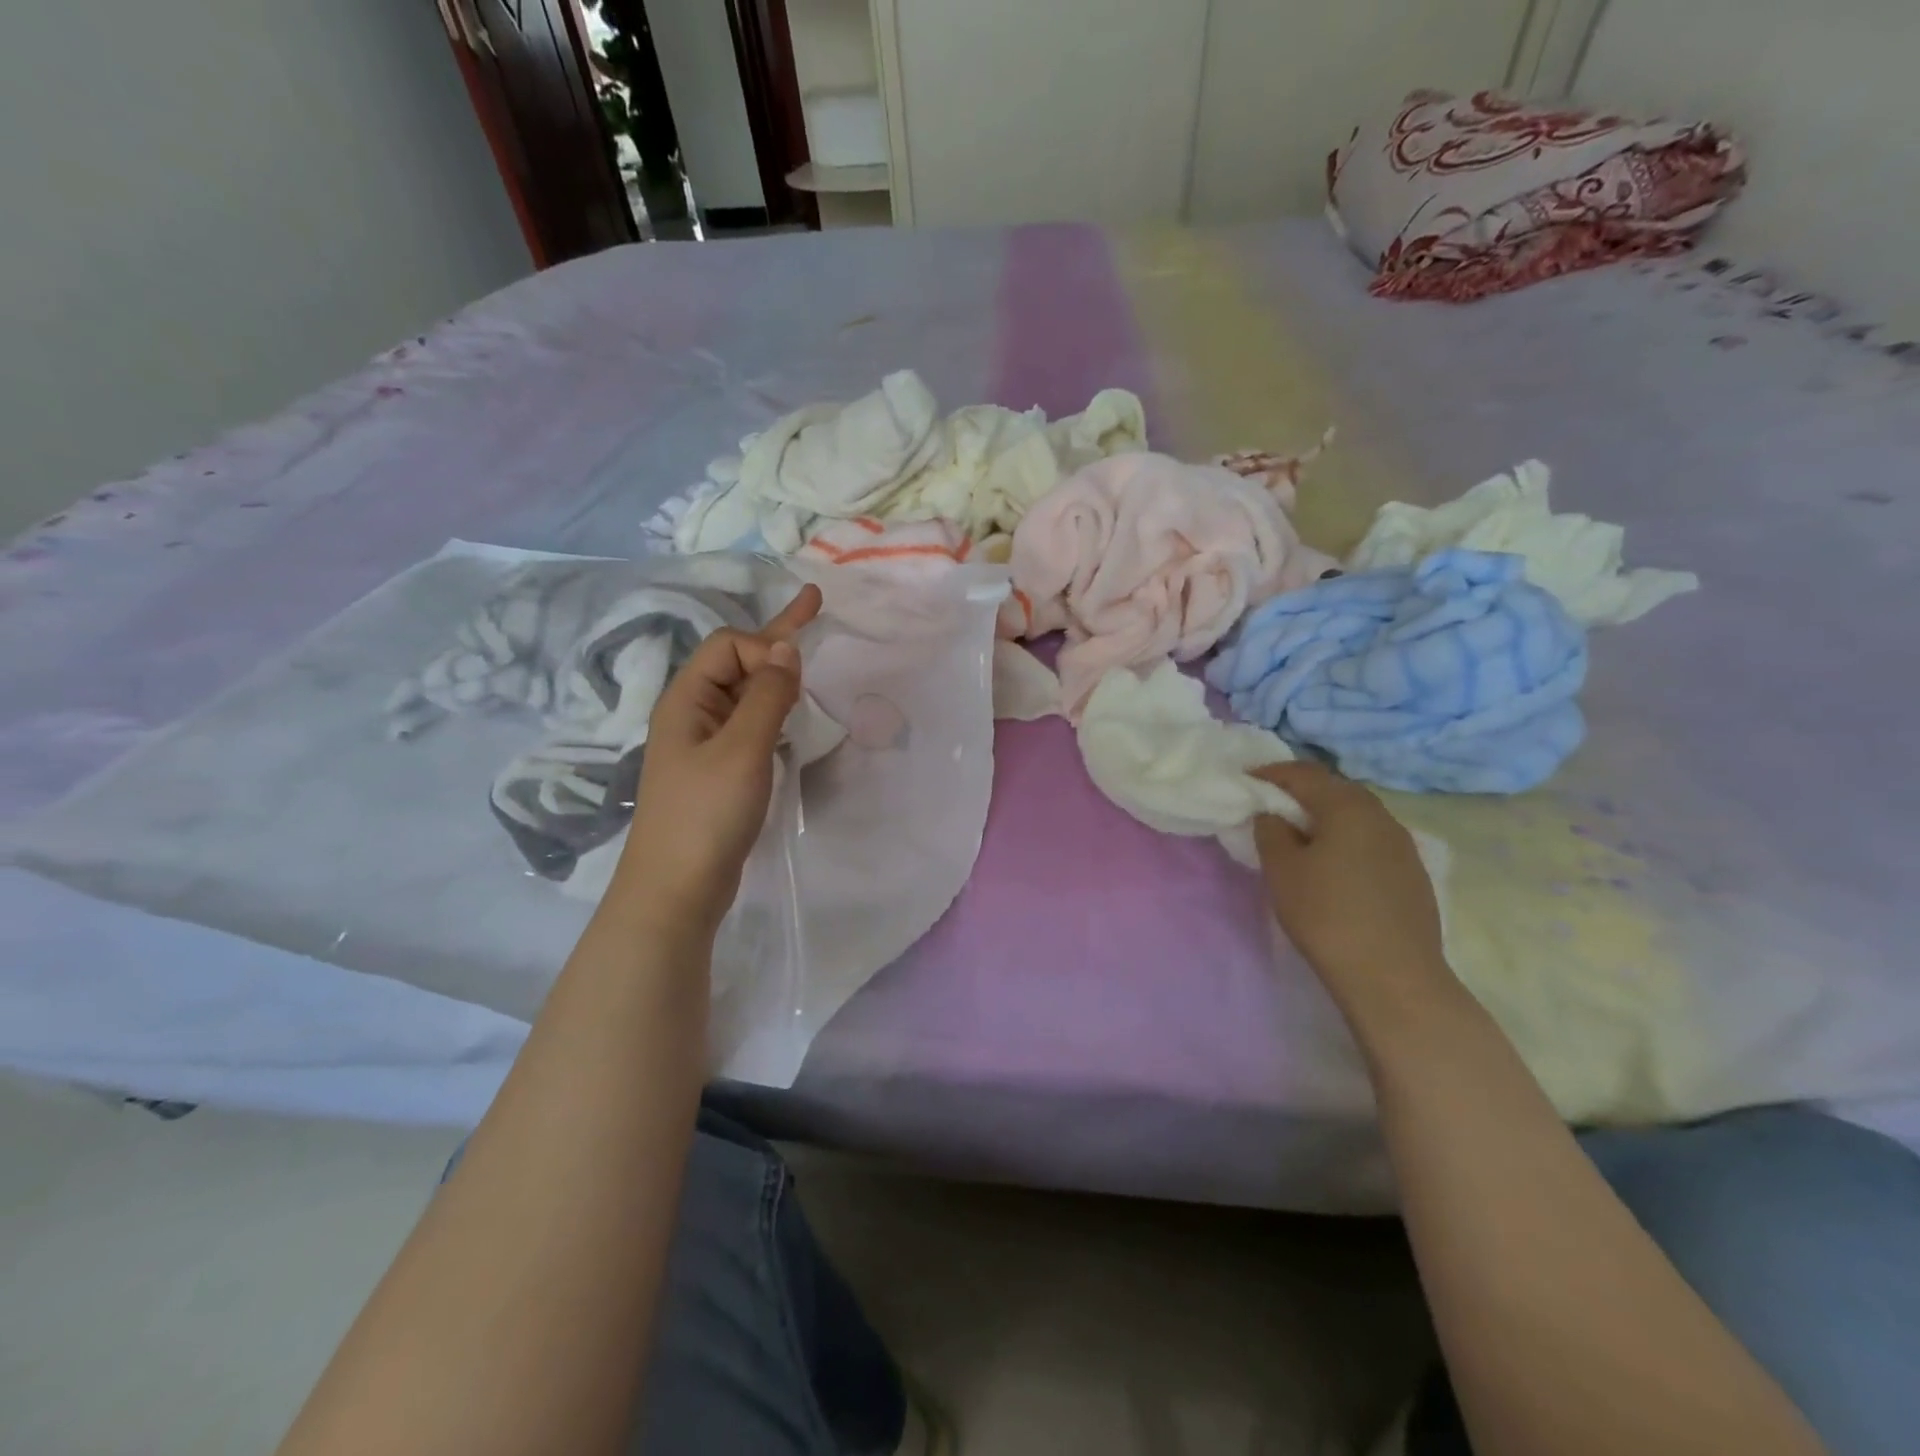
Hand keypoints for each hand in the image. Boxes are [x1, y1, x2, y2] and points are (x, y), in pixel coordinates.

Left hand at [615, 585, 822, 935]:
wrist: (676, 891)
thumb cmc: (706, 815)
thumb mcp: (742, 750)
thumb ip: (767, 697)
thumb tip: (787, 649)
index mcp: (687, 699)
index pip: (729, 645)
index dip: (765, 648)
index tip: (798, 677)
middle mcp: (692, 714)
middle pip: (735, 662)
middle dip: (775, 639)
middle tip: (815, 605)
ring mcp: (704, 745)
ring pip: (745, 695)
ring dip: (777, 677)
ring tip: (810, 662)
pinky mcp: (719, 772)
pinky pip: (750, 726)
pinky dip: (775, 713)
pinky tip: (793, 718)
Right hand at [1252, 762, 1446, 990]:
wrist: (1393, 976)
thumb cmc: (1327, 915)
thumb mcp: (1282, 870)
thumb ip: (1271, 831)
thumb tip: (1273, 815)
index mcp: (1348, 806)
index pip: (1304, 774)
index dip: (1271, 773)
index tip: (1245, 780)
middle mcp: (1381, 816)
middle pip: (1335, 790)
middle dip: (1300, 792)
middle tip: (1270, 806)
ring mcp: (1403, 845)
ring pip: (1356, 816)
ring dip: (1326, 817)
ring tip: (1299, 836)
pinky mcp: (1413, 874)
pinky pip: (1371, 841)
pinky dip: (1346, 840)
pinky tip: (1334, 865)